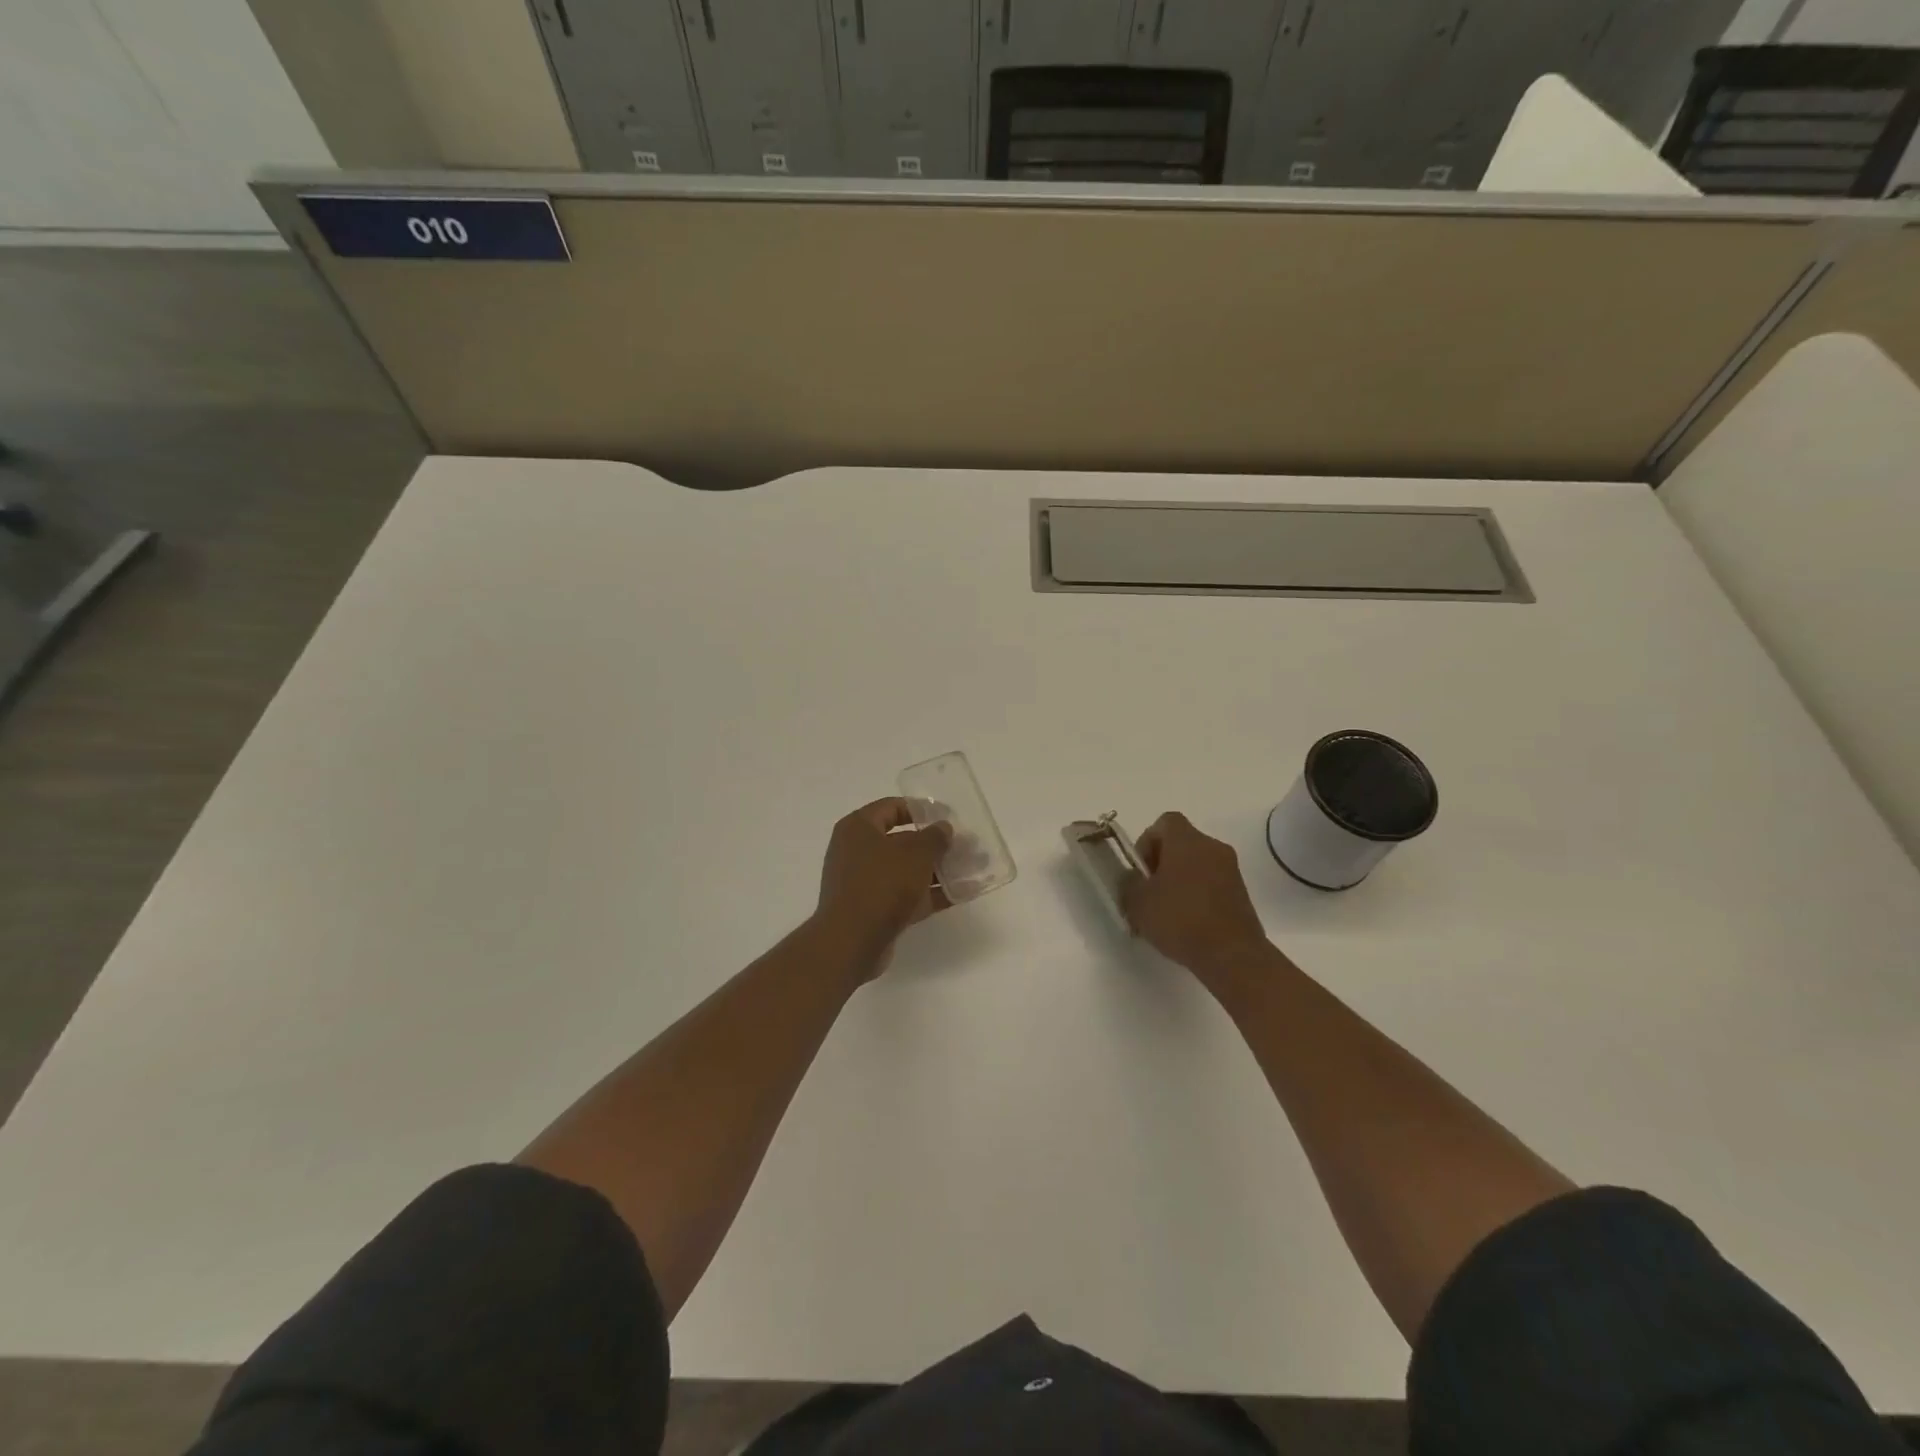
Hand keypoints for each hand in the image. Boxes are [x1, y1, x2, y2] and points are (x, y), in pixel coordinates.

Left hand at [815, 799, 952, 978]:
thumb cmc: (882, 883)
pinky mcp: (874, 910)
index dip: (922, 809)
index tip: (948, 817)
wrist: (852, 941)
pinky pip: (906, 895)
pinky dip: (930, 894)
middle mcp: (857, 851)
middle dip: (935, 844)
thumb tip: (943, 828)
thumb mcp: (915, 853)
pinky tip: (960, 894)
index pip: (892, 807)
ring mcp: (864, 883)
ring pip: (906, 870)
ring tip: (970, 869)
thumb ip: (935, 837)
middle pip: (902, 840)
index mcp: (858, 828)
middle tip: (964, 846)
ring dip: (937, 870)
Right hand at [1121, 812, 1275, 981]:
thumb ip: (1129, 883)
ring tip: (1167, 913)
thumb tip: (1133, 877)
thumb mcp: (1138, 902)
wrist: (1232, 955)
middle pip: (1181, 843)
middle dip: (1162, 863)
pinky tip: (1187, 923)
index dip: (1147, 841)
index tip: (1141, 870)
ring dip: (1180, 880)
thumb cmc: (1180, 920)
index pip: (1165, 822)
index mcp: (1187, 841)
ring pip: (1197, 864)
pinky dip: (1198, 895)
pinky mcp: (1242, 893)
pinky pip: (1212, 883)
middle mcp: (1212, 847)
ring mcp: (1231, 870)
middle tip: (1150, 893)